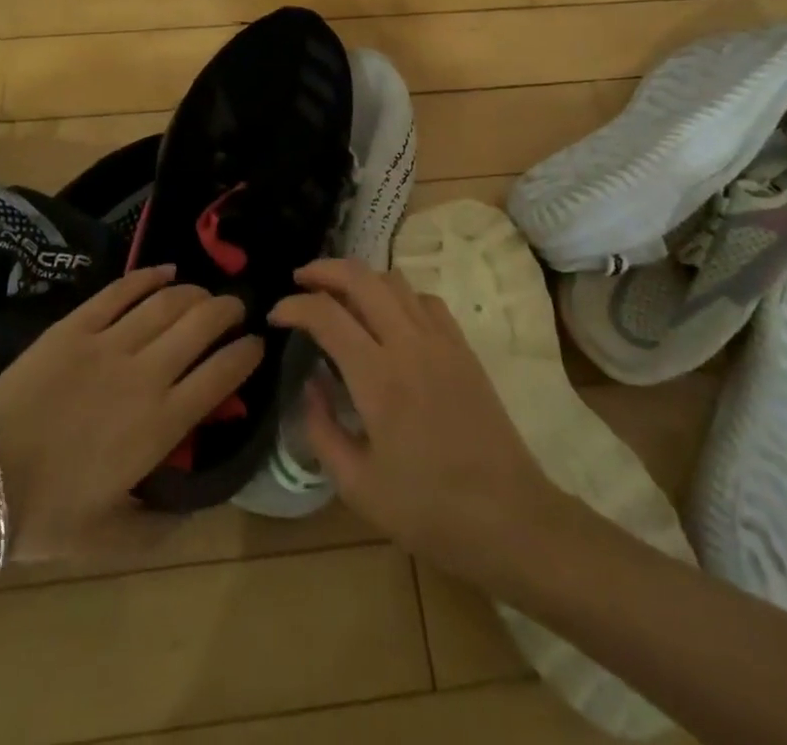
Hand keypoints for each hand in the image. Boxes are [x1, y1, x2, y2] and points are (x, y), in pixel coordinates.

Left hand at [0, 266, 261, 563]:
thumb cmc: (46, 515)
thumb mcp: (112, 538)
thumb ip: (162, 526)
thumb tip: (199, 508)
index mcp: (161, 424)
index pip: (223, 373)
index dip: (248, 353)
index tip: (256, 345)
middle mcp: (146, 374)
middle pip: (203, 323)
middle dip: (230, 310)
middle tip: (237, 310)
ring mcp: (109, 343)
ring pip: (168, 301)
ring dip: (196, 292)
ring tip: (205, 294)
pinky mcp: (76, 324)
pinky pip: (122, 290)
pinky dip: (149, 276)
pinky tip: (167, 271)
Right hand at [269, 259, 571, 589]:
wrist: (510, 518)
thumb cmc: (429, 510)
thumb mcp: (358, 486)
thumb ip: (322, 429)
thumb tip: (310, 384)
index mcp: (377, 377)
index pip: (325, 315)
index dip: (294, 306)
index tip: (275, 315)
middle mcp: (408, 343)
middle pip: (361, 277)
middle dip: (323, 269)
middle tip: (300, 279)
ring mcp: (440, 340)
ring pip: (394, 281)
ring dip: (360, 278)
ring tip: (339, 293)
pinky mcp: (463, 348)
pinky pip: (425, 300)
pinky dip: (397, 295)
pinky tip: (388, 316)